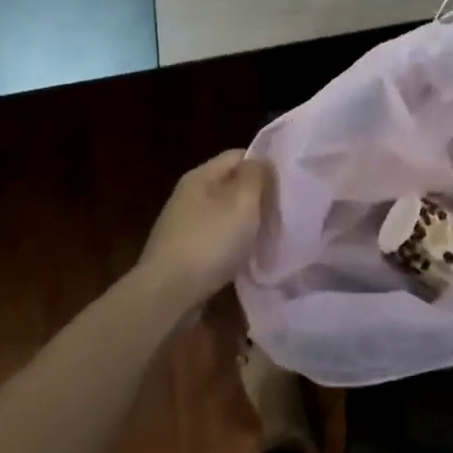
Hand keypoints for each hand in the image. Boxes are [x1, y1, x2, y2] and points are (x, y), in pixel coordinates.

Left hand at [137, 150, 272, 309]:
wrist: (166, 296)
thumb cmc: (209, 242)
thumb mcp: (242, 202)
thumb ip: (256, 176)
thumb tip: (261, 163)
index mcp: (200, 176)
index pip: (239, 156)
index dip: (264, 166)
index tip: (286, 185)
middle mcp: (189, 196)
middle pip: (232, 185)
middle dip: (257, 197)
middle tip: (281, 213)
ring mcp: (184, 226)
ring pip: (225, 215)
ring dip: (246, 224)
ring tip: (268, 237)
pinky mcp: (183, 253)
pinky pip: (216, 239)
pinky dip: (232, 246)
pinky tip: (245, 258)